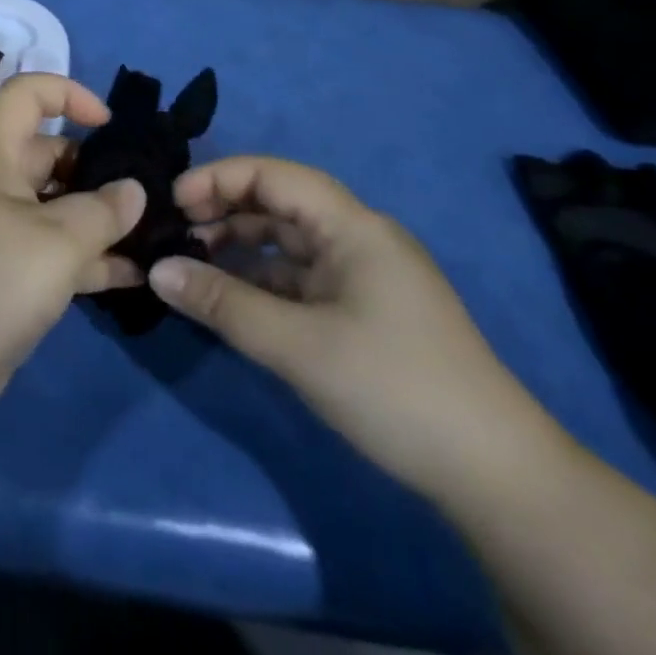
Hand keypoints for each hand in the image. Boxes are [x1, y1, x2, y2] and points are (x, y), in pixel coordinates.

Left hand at [0, 74, 147, 430]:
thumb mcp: (55, 244)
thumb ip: (100, 212)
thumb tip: (132, 189)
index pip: (21, 97)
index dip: (64, 92)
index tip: (108, 122)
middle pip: (47, 156)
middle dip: (96, 169)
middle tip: (148, 197)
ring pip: (55, 211)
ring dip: (99, 221)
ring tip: (153, 237)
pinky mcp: (2, 279)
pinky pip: (52, 256)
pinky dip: (88, 262)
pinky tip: (132, 278)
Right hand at [147, 156, 573, 501]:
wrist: (498, 479)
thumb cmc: (394, 388)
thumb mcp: (298, 345)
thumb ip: (222, 303)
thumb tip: (157, 270)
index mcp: (353, 227)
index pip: (274, 175)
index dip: (218, 179)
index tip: (172, 202)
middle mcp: (359, 239)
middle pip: (279, 204)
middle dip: (223, 210)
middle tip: (172, 232)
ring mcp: (363, 277)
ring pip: (287, 243)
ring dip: (238, 247)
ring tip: (191, 264)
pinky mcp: (364, 312)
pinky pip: (299, 278)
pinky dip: (260, 281)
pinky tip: (230, 299)